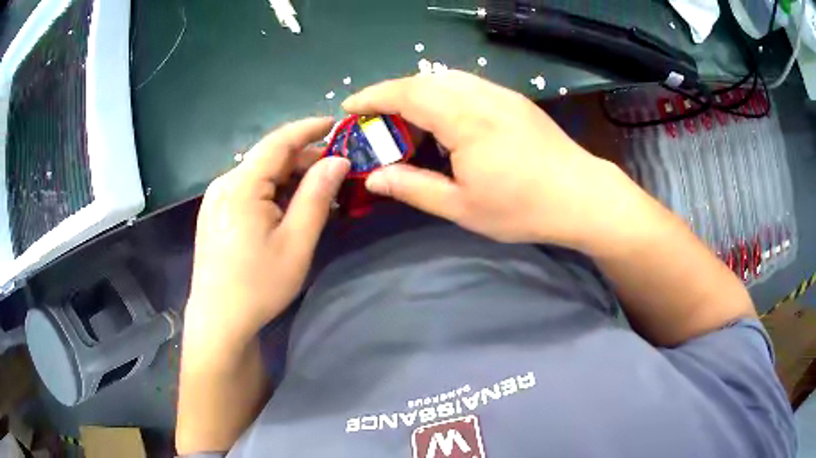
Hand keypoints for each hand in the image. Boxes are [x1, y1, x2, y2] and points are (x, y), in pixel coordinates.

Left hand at [184, 118, 349, 347]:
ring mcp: (216, 199)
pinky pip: (247, 190)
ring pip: (258, 174)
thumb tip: (338, 160)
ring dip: (289, 177)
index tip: (337, 123)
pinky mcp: (215, 213)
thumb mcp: (296, 242)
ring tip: (318, 191)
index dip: (309, 128)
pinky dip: (272, 191)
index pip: (278, 142)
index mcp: (241, 185)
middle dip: (303, 159)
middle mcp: (224, 184)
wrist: (219, 320)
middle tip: (336, 171)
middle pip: (268, 158)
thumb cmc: (259, 284)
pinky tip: (288, 207)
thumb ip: (317, 196)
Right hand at [343, 71, 636, 248]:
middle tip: (376, 120)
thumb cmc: (523, 207)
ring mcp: (500, 93)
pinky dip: (443, 93)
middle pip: (423, 79)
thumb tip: (374, 176)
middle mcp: (480, 95)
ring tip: (407, 121)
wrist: (582, 196)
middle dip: (392, 93)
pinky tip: (445, 120)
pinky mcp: (514, 99)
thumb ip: (413, 187)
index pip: (406, 93)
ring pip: (446, 78)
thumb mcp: (462, 206)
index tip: (350, 105)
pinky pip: (467, 84)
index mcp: (464, 119)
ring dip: (418, 91)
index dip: (373, 96)